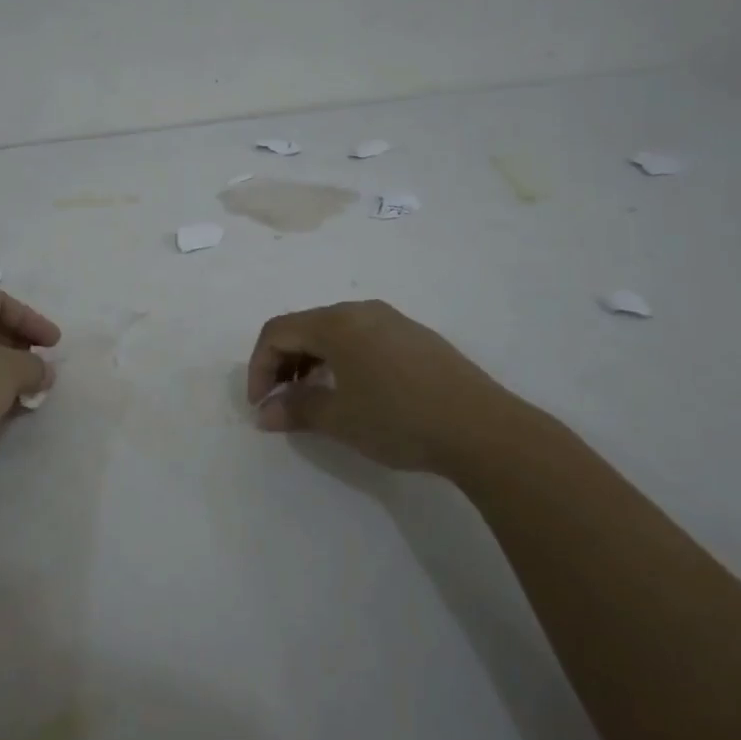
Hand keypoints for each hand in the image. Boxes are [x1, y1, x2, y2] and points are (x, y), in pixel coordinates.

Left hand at [0, 288, 59, 450]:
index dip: (32, 320)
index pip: (0, 301)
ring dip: (5, 371)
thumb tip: (44, 372)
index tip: (54, 344)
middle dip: (20, 347)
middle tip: (40, 366)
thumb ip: (35, 366)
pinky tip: (6, 408)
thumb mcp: (10, 371)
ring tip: (28, 392)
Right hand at [246, 300, 520, 473]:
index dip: (258, 367)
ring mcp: (392, 320)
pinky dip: (341, 360)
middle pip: (304, 327)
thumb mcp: (340, 419)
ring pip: (334, 332)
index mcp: (337, 323)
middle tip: (281, 403)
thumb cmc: (399, 420)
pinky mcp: (415, 337)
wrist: (482, 429)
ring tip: (314, 399)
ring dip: (311, 362)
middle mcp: (361, 310)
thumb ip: (296, 410)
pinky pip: (362, 338)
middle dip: (283, 364)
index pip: (277, 332)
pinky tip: (354, 392)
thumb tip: (264, 413)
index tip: (261, 405)